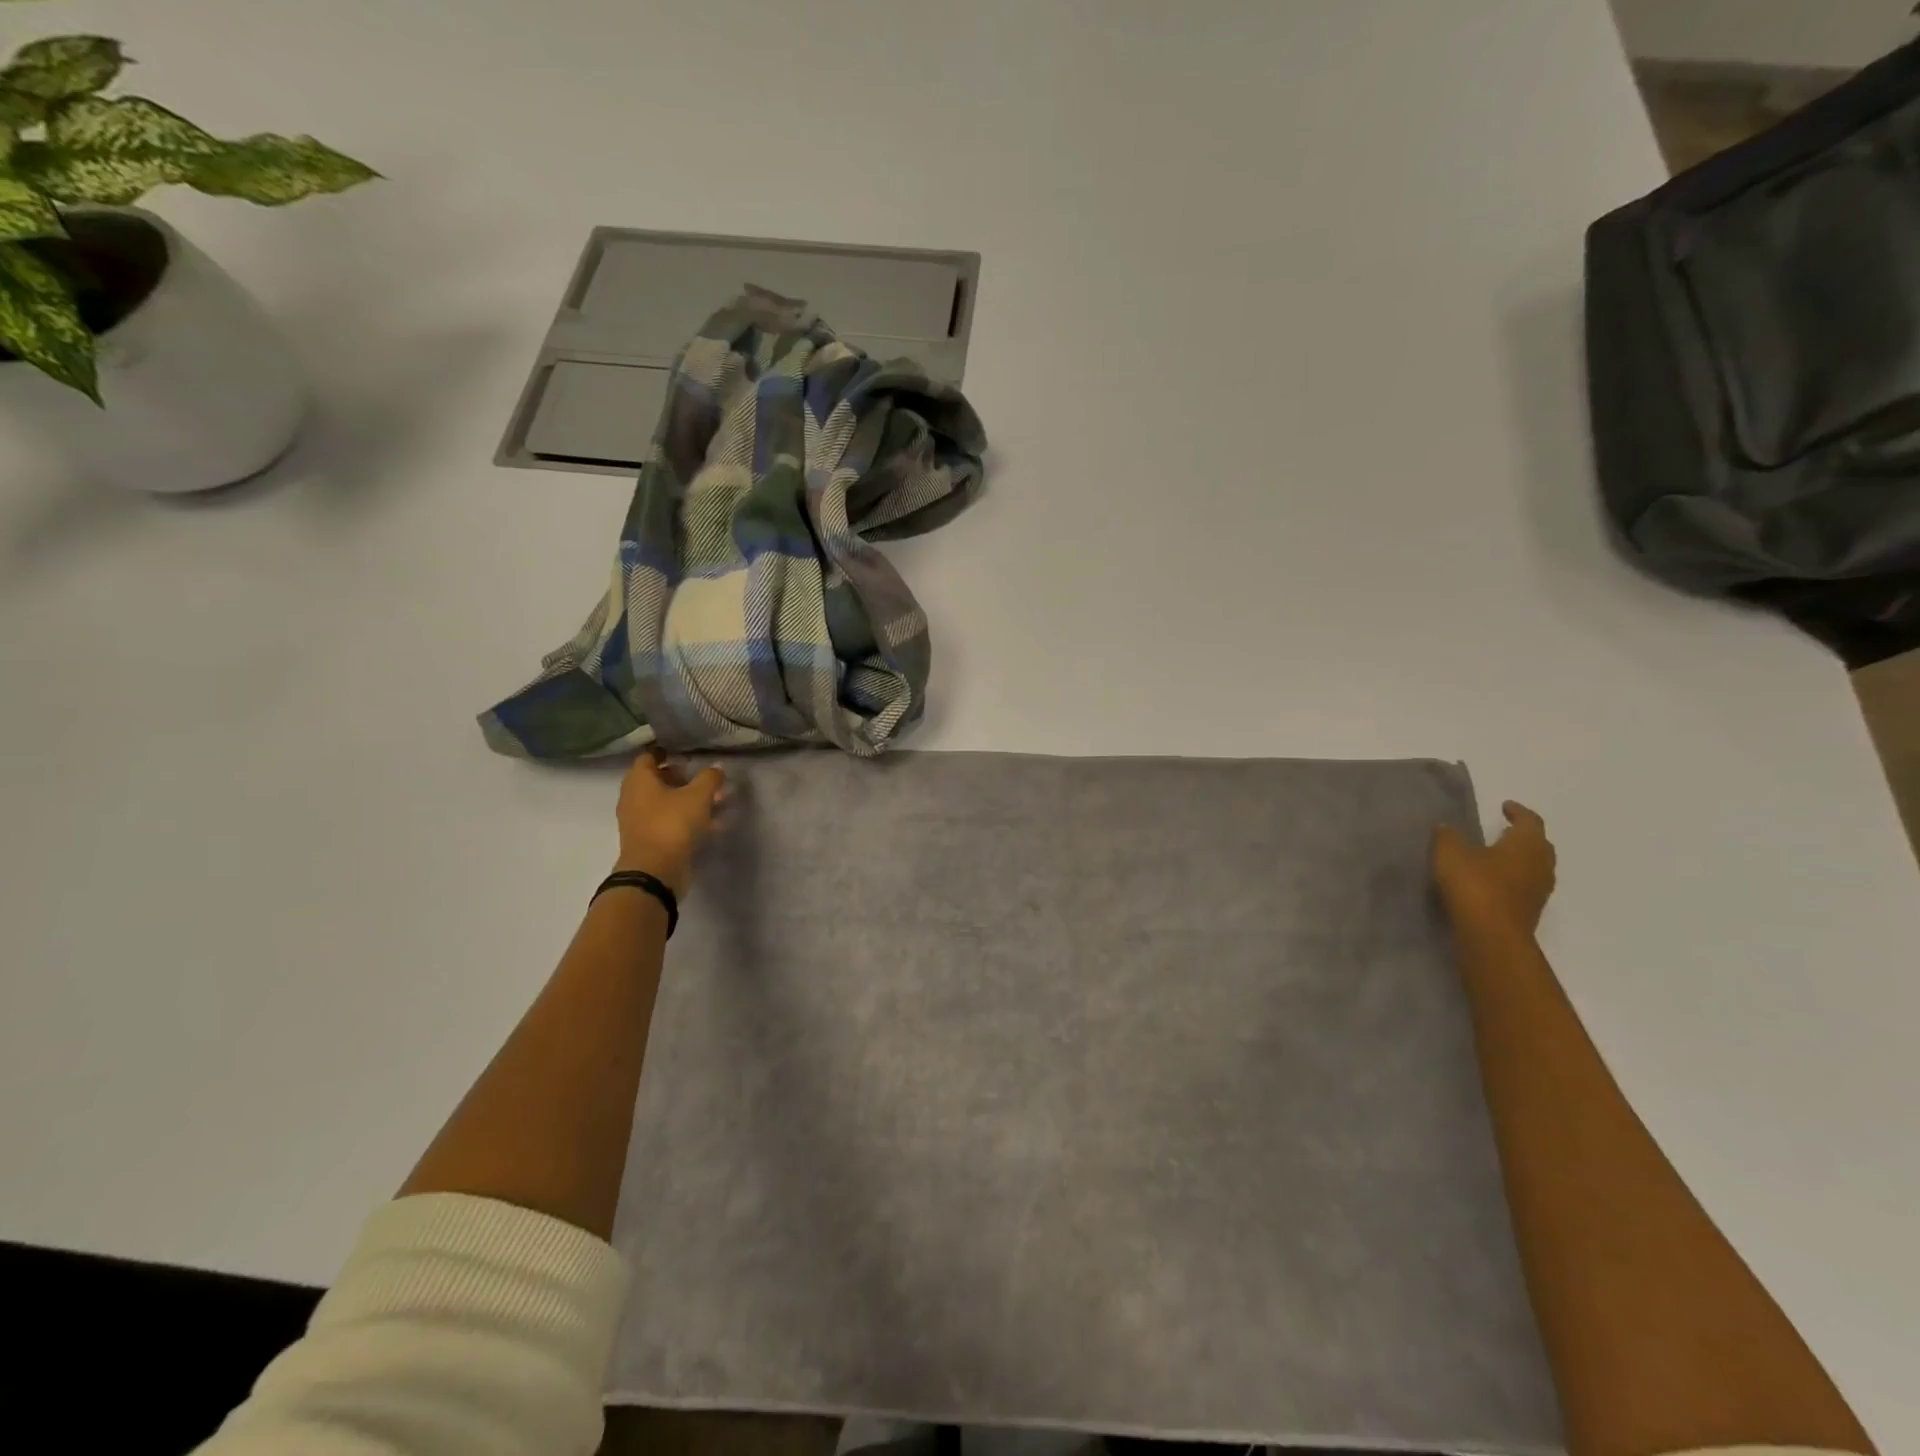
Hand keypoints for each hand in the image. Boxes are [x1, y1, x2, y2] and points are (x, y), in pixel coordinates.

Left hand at [614, 749, 726, 894]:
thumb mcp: (698, 796)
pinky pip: (669, 822)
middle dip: (681, 778)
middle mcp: (633, 797)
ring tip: (715, 802)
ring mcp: (639, 821)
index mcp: (639, 780)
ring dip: (687, 801)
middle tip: (703, 778)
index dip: (666, 752)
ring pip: (665, 803)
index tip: (685, 752)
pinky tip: (711, 825)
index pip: (649, 756)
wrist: (654, 872)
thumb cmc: (672, 824)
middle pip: (657, 780)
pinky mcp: (649, 841)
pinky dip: (687, 820)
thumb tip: (716, 768)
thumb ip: (710, 778)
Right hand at [1432, 800, 1556, 936]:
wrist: (1491, 934)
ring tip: (1498, 856)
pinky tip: (1494, 881)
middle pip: (1539, 845)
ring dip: (1521, 859)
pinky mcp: (1531, 910)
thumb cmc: (1474, 885)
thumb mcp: (1450, 853)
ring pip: (1535, 867)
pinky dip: (1514, 878)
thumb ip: (1448, 836)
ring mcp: (1539, 890)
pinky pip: (1526, 885)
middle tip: (1505, 830)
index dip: (1518, 812)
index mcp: (1526, 845)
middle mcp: (1540, 865)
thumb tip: (1447, 827)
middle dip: (1524, 836)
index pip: (1530, 821)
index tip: (1505, 806)